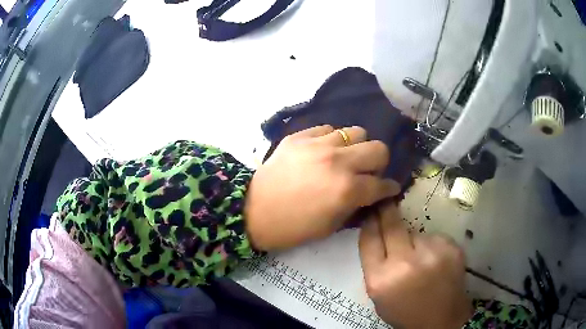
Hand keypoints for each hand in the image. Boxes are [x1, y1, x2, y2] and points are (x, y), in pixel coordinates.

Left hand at [244, 125, 399, 250]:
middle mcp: (338, 161)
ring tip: (344, 158)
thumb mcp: (331, 226)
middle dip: (379, 163)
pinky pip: (327, 129)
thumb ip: (356, 205)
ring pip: (355, 132)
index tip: (389, 189)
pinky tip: (321, 152)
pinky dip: (331, 140)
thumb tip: (370, 193)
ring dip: (355, 148)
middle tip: (368, 172)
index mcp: (347, 190)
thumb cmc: (293, 227)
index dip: (390, 188)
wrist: (253, 211)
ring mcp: (318, 144)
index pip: (382, 184)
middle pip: (378, 148)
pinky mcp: (299, 136)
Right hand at [359, 203, 472, 328]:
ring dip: (414, 241)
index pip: (369, 239)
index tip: (371, 211)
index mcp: (381, 279)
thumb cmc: (405, 311)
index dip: (369, 222)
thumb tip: (377, 232)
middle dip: (387, 212)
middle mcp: (406, 263)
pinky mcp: (452, 248)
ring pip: (416, 233)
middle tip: (387, 204)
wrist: (442, 320)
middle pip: (392, 224)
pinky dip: (432, 246)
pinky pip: (434, 238)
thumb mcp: (378, 295)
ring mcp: (432, 253)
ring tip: (421, 260)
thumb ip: (375, 266)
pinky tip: (436, 262)